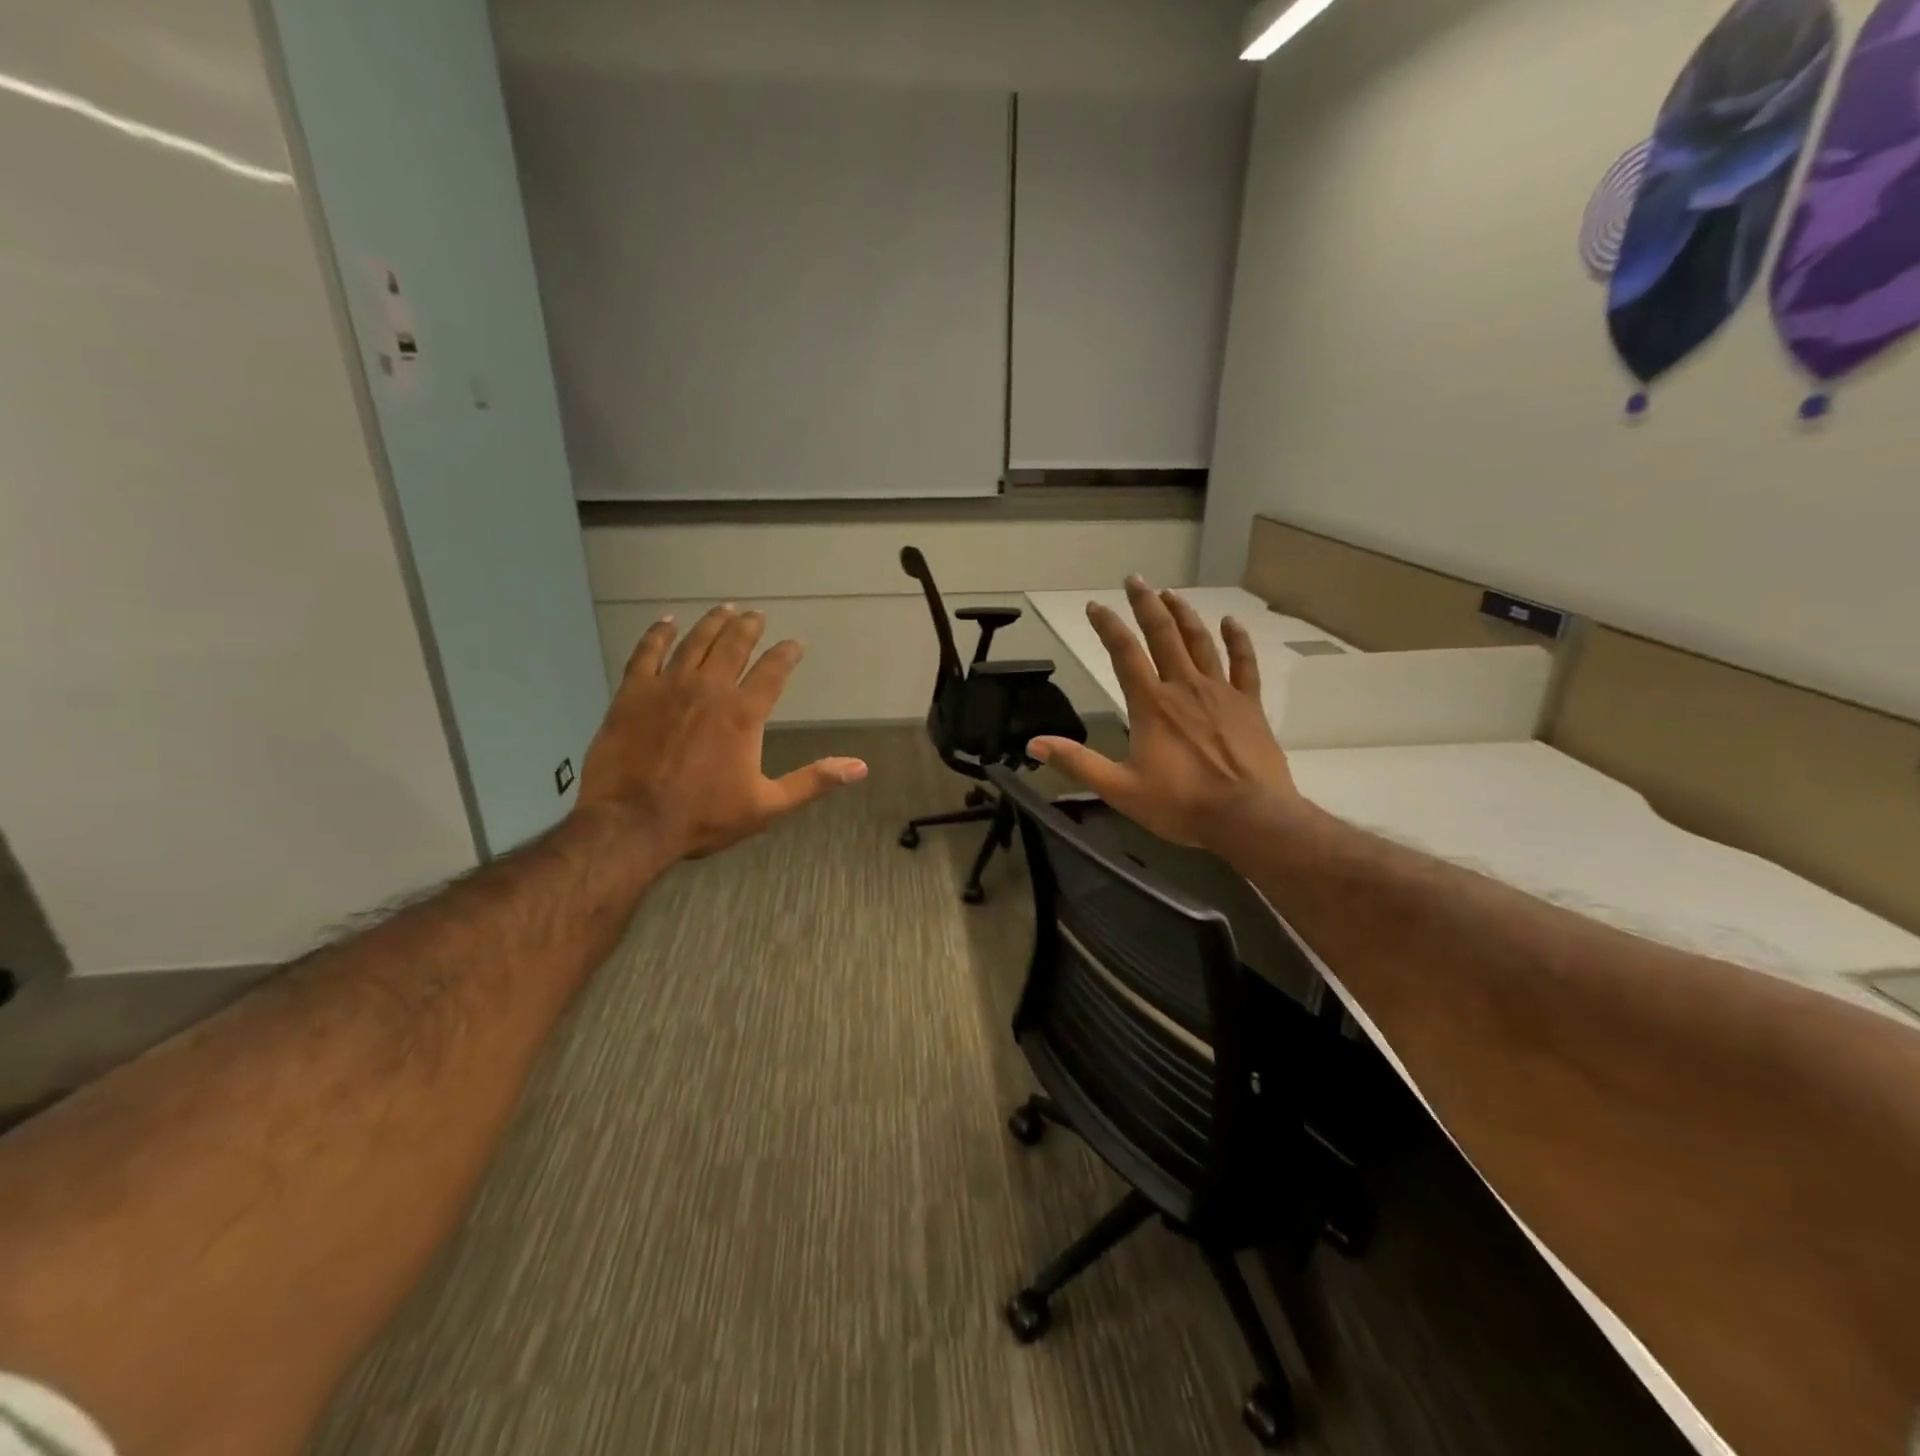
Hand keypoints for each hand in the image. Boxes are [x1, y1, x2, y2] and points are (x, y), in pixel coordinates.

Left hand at [576, 605, 866, 862]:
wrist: (632, 822)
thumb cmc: (704, 816)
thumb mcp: (768, 805)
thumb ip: (813, 781)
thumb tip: (860, 767)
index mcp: (744, 713)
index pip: (773, 671)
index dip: (787, 654)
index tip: (795, 644)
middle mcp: (710, 688)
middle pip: (734, 646)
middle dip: (749, 627)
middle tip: (756, 615)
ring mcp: (669, 686)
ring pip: (695, 642)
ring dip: (713, 623)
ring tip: (724, 608)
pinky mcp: (633, 692)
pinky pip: (647, 652)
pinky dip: (659, 634)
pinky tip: (667, 622)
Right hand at [1027, 578, 1301, 854]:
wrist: (1249, 817)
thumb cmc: (1181, 804)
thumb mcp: (1120, 789)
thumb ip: (1077, 763)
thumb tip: (1034, 744)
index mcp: (1151, 705)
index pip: (1124, 654)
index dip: (1108, 626)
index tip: (1095, 605)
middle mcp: (1184, 687)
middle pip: (1163, 635)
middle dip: (1145, 604)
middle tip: (1135, 580)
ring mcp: (1220, 692)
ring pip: (1200, 641)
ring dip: (1183, 614)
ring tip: (1170, 593)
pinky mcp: (1249, 704)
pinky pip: (1244, 664)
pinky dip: (1237, 640)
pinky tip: (1229, 622)